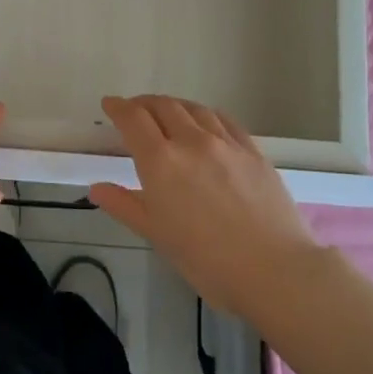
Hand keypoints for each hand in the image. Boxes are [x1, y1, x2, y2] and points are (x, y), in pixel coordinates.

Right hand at [90, 94, 321, 315]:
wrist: (275, 269)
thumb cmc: (207, 260)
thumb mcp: (158, 235)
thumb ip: (125, 205)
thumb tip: (97, 189)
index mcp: (161, 161)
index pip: (133, 119)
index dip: (118, 107)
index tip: (110, 104)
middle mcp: (191, 141)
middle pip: (163, 106)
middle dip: (144, 103)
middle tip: (134, 110)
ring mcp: (225, 142)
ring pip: (194, 109)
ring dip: (174, 105)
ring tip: (167, 112)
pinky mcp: (252, 150)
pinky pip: (223, 120)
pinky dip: (205, 114)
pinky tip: (205, 122)